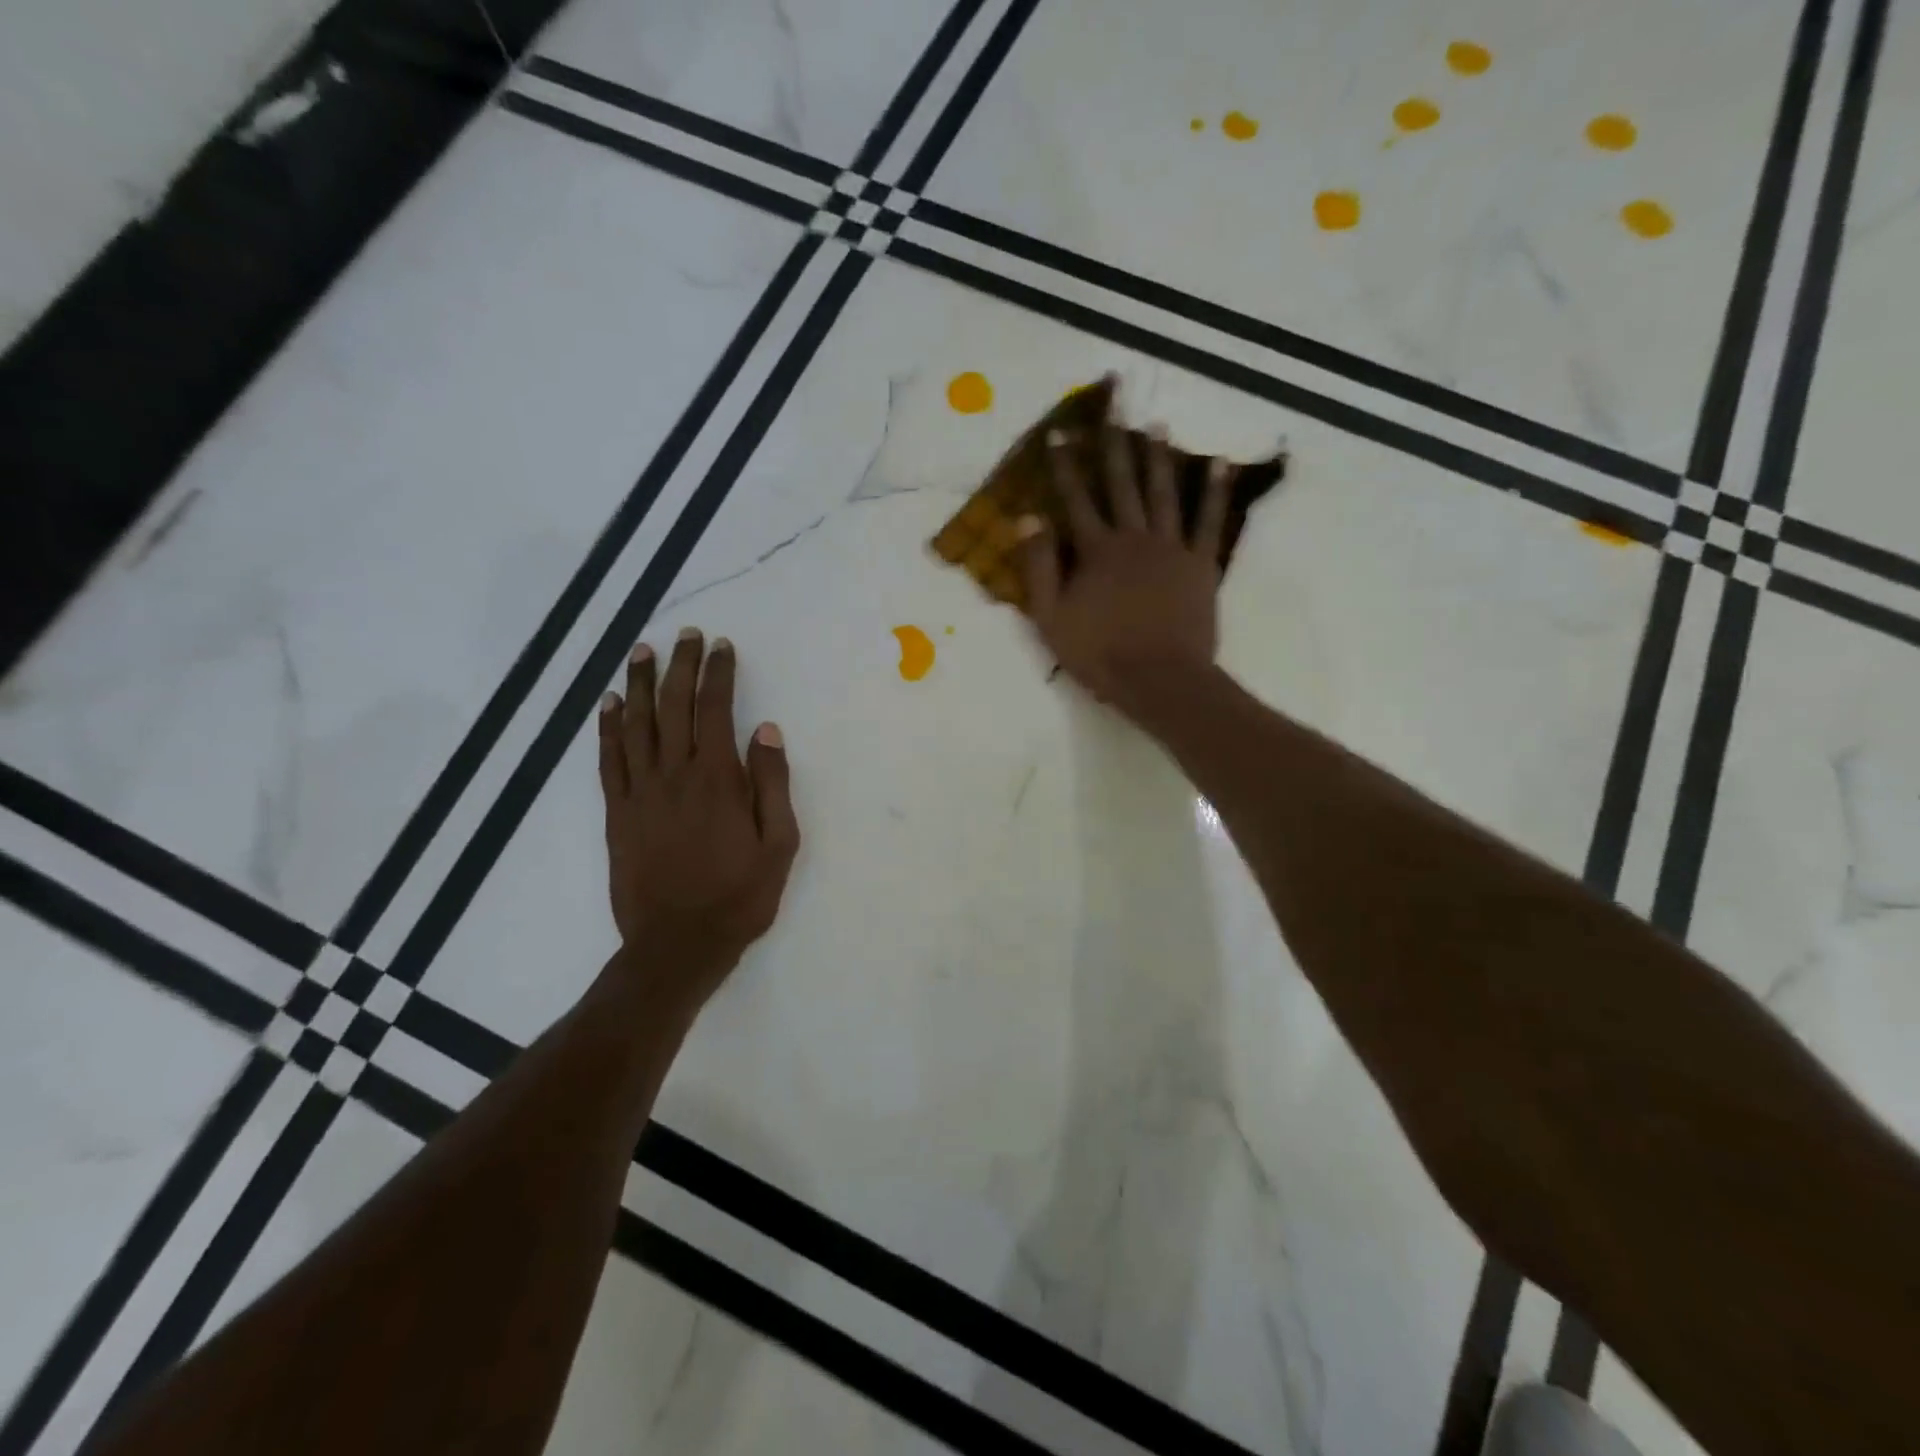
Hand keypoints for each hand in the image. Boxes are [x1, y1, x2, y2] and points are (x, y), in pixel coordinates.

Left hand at [598, 630, 799, 1011]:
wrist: (678, 944)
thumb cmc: (740, 895)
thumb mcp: (779, 844)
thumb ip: (772, 784)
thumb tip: (766, 731)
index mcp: (718, 779)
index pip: (714, 710)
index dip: (717, 674)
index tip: (721, 646)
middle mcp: (675, 775)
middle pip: (673, 706)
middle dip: (680, 666)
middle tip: (685, 636)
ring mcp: (640, 792)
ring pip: (636, 725)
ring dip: (639, 685)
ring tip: (641, 653)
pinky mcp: (618, 813)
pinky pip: (609, 760)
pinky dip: (608, 728)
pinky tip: (609, 704)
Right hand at [1019, 423, 1234, 716]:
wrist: (1159, 679)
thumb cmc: (1100, 654)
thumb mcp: (1051, 618)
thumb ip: (1039, 567)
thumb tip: (1026, 518)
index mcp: (1096, 551)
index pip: (1075, 500)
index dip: (1064, 467)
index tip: (1058, 434)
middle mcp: (1134, 538)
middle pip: (1122, 484)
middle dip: (1114, 444)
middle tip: (1116, 405)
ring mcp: (1172, 548)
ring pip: (1164, 493)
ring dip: (1160, 457)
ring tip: (1157, 425)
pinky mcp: (1201, 565)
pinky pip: (1211, 522)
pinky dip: (1216, 492)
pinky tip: (1220, 464)